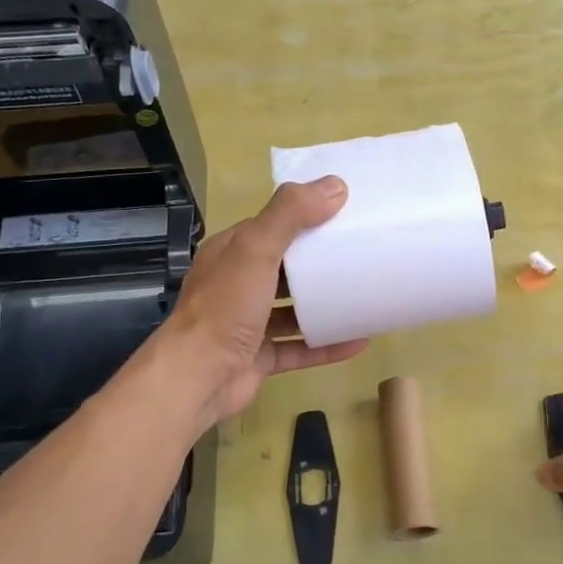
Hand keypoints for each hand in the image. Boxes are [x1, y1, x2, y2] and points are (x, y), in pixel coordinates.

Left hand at [165, 178, 367, 427]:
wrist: (198, 378)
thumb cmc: (225, 307)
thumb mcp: (256, 249)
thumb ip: (290, 214)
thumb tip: (335, 186)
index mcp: (232, 253)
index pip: (271, 227)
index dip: (305, 218)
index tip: (345, 215)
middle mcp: (238, 285)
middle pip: (285, 268)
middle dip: (319, 263)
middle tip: (362, 254)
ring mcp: (248, 324)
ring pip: (293, 311)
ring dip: (325, 306)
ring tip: (364, 297)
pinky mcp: (260, 358)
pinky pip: (300, 348)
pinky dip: (327, 346)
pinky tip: (359, 342)